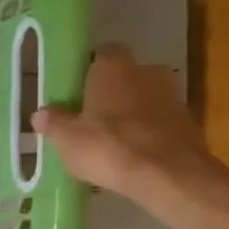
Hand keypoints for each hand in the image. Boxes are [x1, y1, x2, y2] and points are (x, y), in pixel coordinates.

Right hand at [31, 45, 215, 201]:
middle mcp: (147, 71)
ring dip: (129, 113)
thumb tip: (41, 113)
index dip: (88, 70)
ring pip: (143, 98)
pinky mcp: (187, 122)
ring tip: (109, 140)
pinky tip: (131, 155)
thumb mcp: (66, 138)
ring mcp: (172, 95)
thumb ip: (53, 122)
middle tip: (89, 117)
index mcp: (114, 67)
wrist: (168, 175)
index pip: (102, 54)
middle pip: (125, 76)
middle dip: (110, 93)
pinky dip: (146, 132)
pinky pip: (158, 121)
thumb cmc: (108, 147)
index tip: (76, 90)